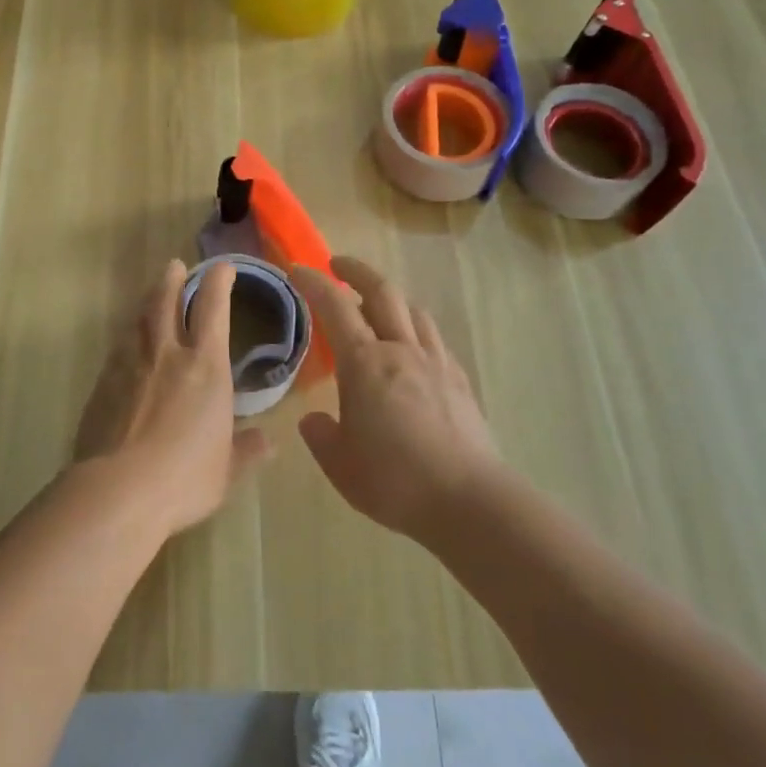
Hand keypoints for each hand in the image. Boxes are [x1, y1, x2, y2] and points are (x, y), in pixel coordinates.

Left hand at [73, 258, 272, 538]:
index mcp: (205, 367)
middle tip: (175, 265)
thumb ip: (246, 450)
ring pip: (138, 321)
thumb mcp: (227, 470)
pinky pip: (118, 350)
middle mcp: (167, 354)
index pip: (214, 310)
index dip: (219, 283)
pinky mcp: (102, 384)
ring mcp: (130, 366)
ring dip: (147, 303)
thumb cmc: (185, 477)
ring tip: (151, 297)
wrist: (119, 489)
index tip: (223, 267)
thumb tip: (268, 441)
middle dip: (173, 280)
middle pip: (167, 302)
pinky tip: (126, 347)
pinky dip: (127, 339)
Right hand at [291, 256, 501, 542]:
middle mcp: (401, 349)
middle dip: (356, 271)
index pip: (334, 306)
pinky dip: (414, 327)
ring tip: (375, 305)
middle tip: (336, 265)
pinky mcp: (459, 380)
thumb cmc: (394, 480)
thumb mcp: (339, 464)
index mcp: (365, 362)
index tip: (297, 269)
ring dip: (389, 296)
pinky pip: (433, 337)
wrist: (468, 500)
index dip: (313, 282)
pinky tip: (411, 347)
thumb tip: (313, 420)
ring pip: (412, 309)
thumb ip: (320, 436)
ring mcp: (435, 362)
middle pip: (381, 291)